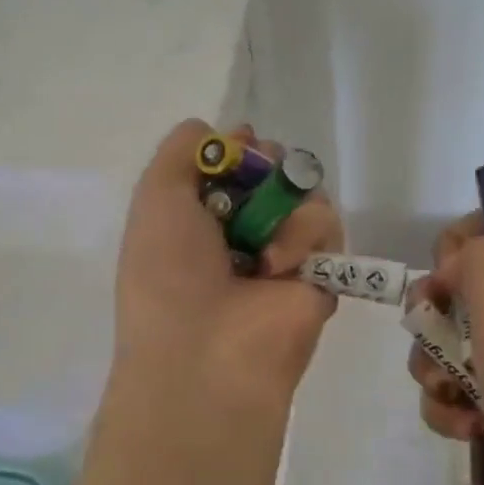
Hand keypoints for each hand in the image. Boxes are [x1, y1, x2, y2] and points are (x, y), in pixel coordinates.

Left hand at [113, 120, 342, 415]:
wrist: (206, 352)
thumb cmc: (168, 272)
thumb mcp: (156, 196)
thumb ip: (182, 150)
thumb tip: (226, 132)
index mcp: (200, 219)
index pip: (233, 165)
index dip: (239, 149)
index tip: (240, 144)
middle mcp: (243, 232)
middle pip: (275, 171)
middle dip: (269, 162)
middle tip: (259, 172)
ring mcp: (284, 252)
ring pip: (305, 191)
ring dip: (283, 204)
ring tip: (262, 240)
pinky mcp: (321, 272)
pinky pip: (327, 224)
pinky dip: (304, 234)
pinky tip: (278, 265)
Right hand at [407, 215, 483, 484]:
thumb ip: (481, 263)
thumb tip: (458, 258)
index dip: (467, 240)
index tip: (443, 271)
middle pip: (468, 286)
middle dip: (435, 310)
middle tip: (429, 332)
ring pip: (454, 342)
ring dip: (434, 364)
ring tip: (445, 390)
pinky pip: (460, 390)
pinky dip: (451, 406)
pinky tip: (463, 427)